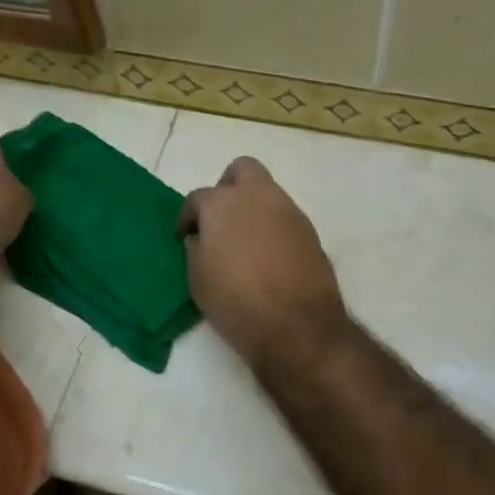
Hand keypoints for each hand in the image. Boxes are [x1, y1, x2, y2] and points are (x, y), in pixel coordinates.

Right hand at [179, 157, 346, 368]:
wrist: (296, 325)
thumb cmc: (235, 301)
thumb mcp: (198, 278)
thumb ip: (196, 249)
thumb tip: (201, 238)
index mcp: (222, 203)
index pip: (197, 198)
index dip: (187, 216)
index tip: (184, 234)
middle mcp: (257, 196)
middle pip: (242, 170)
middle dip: (228, 187)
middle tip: (219, 218)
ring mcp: (288, 211)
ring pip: (267, 192)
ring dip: (253, 208)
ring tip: (244, 242)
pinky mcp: (310, 231)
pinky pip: (285, 218)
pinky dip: (273, 228)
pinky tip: (267, 256)